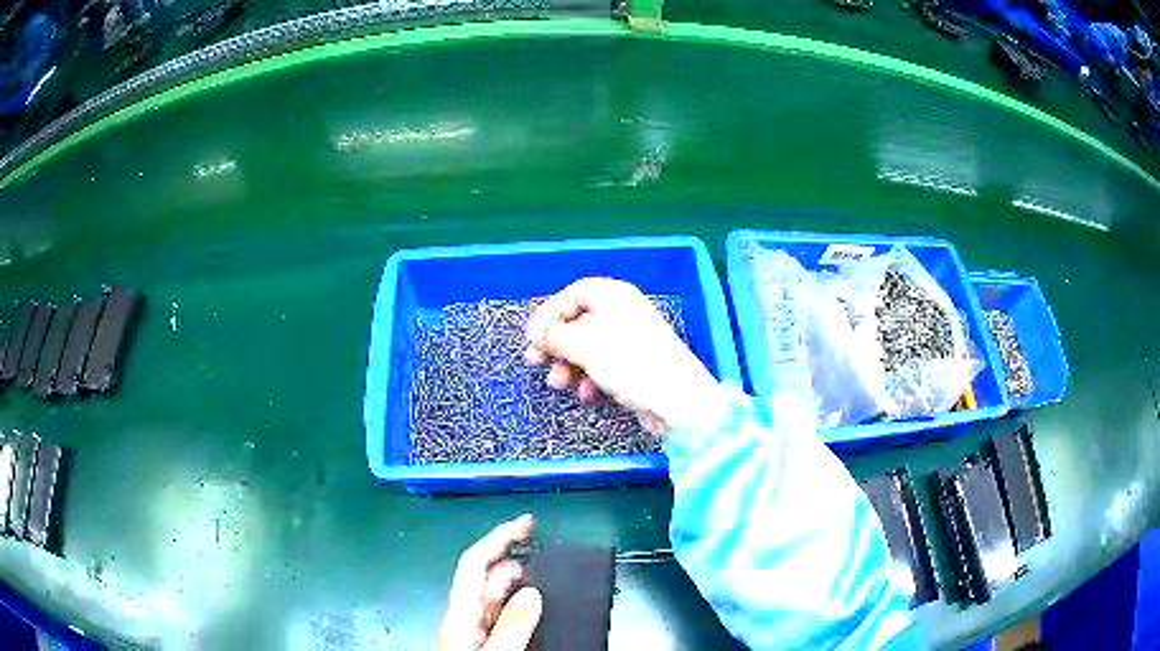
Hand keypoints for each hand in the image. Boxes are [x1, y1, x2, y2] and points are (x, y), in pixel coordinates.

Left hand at [438, 515, 541, 650]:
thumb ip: (512, 625)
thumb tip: (532, 593)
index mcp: (459, 613)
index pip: (474, 561)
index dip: (499, 536)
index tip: (525, 522)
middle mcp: (462, 617)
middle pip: (485, 576)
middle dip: (512, 557)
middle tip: (540, 546)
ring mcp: (470, 631)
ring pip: (493, 597)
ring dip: (516, 581)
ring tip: (544, 575)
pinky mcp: (480, 642)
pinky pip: (499, 615)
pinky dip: (516, 603)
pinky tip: (532, 610)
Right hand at [525, 278, 727, 434]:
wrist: (676, 400)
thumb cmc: (630, 363)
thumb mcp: (583, 345)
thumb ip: (555, 337)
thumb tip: (537, 334)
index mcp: (613, 296)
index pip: (572, 294)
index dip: (549, 313)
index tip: (532, 336)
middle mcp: (623, 313)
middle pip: (578, 323)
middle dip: (556, 345)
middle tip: (535, 361)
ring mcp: (631, 342)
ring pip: (588, 349)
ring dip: (570, 367)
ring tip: (560, 384)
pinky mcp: (636, 367)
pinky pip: (604, 368)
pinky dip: (591, 380)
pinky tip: (589, 395)